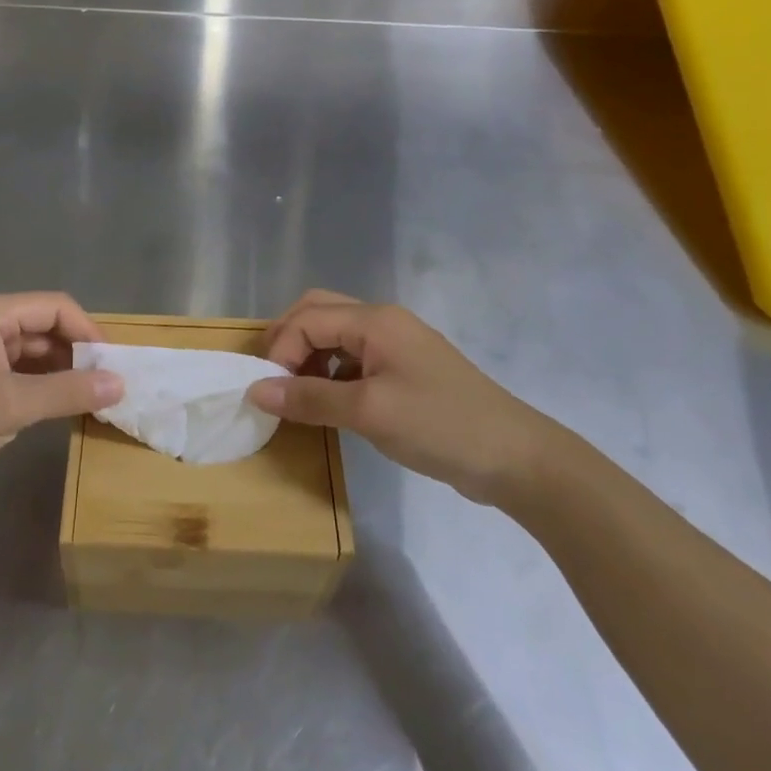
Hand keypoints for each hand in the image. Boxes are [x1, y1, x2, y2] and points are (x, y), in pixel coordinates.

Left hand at [0, 292, 122, 500]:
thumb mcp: (11, 406)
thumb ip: (68, 392)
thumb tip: (120, 384)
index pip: (54, 307)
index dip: (88, 331)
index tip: (114, 365)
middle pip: (43, 326)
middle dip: (76, 353)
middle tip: (106, 386)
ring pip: (30, 350)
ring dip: (59, 371)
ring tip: (89, 398)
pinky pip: (15, 370)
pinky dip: (38, 384)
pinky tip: (57, 405)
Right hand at [247, 290, 577, 506]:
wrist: (514, 457)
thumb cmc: (438, 425)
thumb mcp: (367, 412)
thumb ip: (309, 398)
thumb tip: (256, 391)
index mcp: (375, 321)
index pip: (308, 319)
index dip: (280, 350)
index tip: (270, 392)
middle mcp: (384, 322)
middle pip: (319, 312)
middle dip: (288, 340)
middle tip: (271, 377)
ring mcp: (398, 346)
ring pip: (336, 335)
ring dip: (308, 355)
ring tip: (296, 393)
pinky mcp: (406, 370)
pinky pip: (354, 357)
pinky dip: (330, 371)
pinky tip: (329, 401)